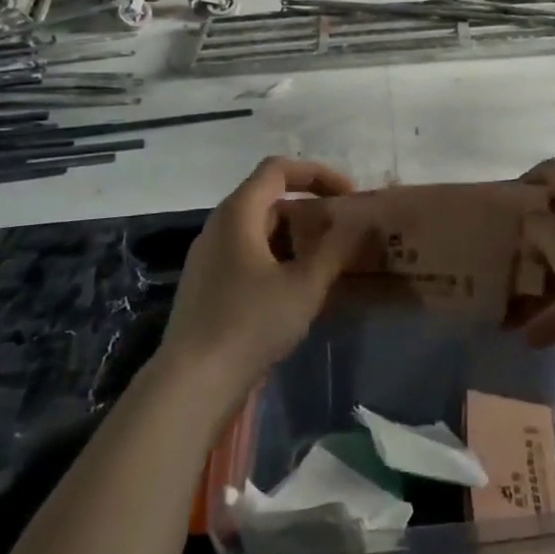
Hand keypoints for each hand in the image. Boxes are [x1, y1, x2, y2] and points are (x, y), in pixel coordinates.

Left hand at [160, 157, 362, 394]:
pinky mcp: (207, 285)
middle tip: (342, 230)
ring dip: (295, 236)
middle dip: (309, 209)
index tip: (348, 195)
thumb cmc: (250, 323)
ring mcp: (209, 256)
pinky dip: (277, 257)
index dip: (316, 174)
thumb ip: (337, 248)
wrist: (191, 384)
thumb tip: (363, 220)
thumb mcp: (304, 285)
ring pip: (259, 229)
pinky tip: (296, 288)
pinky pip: (248, 254)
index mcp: (238, 212)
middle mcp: (219, 225)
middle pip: (268, 198)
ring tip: (326, 260)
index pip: (278, 169)